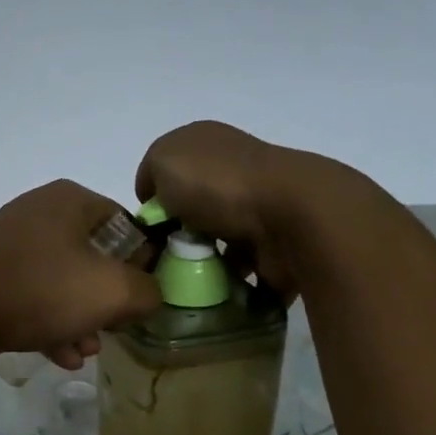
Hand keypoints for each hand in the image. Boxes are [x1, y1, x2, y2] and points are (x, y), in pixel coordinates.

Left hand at [0, 180, 161, 370]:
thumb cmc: (43, 290)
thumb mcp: (114, 291)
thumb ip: (148, 290)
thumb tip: (150, 293)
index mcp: (69, 200)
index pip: (125, 224)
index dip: (142, 261)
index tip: (144, 295)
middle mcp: (38, 213)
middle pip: (93, 256)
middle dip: (106, 300)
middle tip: (114, 328)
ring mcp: (9, 244)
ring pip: (61, 281)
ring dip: (80, 318)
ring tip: (86, 351)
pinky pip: (32, 296)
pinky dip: (49, 323)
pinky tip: (60, 357)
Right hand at [135, 121, 301, 299]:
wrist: (288, 216)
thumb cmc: (217, 183)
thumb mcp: (162, 160)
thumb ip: (149, 174)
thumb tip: (158, 201)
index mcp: (208, 144)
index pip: (169, 172)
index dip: (153, 200)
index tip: (147, 227)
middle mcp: (234, 171)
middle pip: (192, 209)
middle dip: (175, 235)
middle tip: (161, 260)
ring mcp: (258, 208)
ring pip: (216, 240)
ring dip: (200, 261)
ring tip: (184, 281)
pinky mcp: (275, 244)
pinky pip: (242, 269)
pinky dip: (227, 282)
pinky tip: (211, 290)